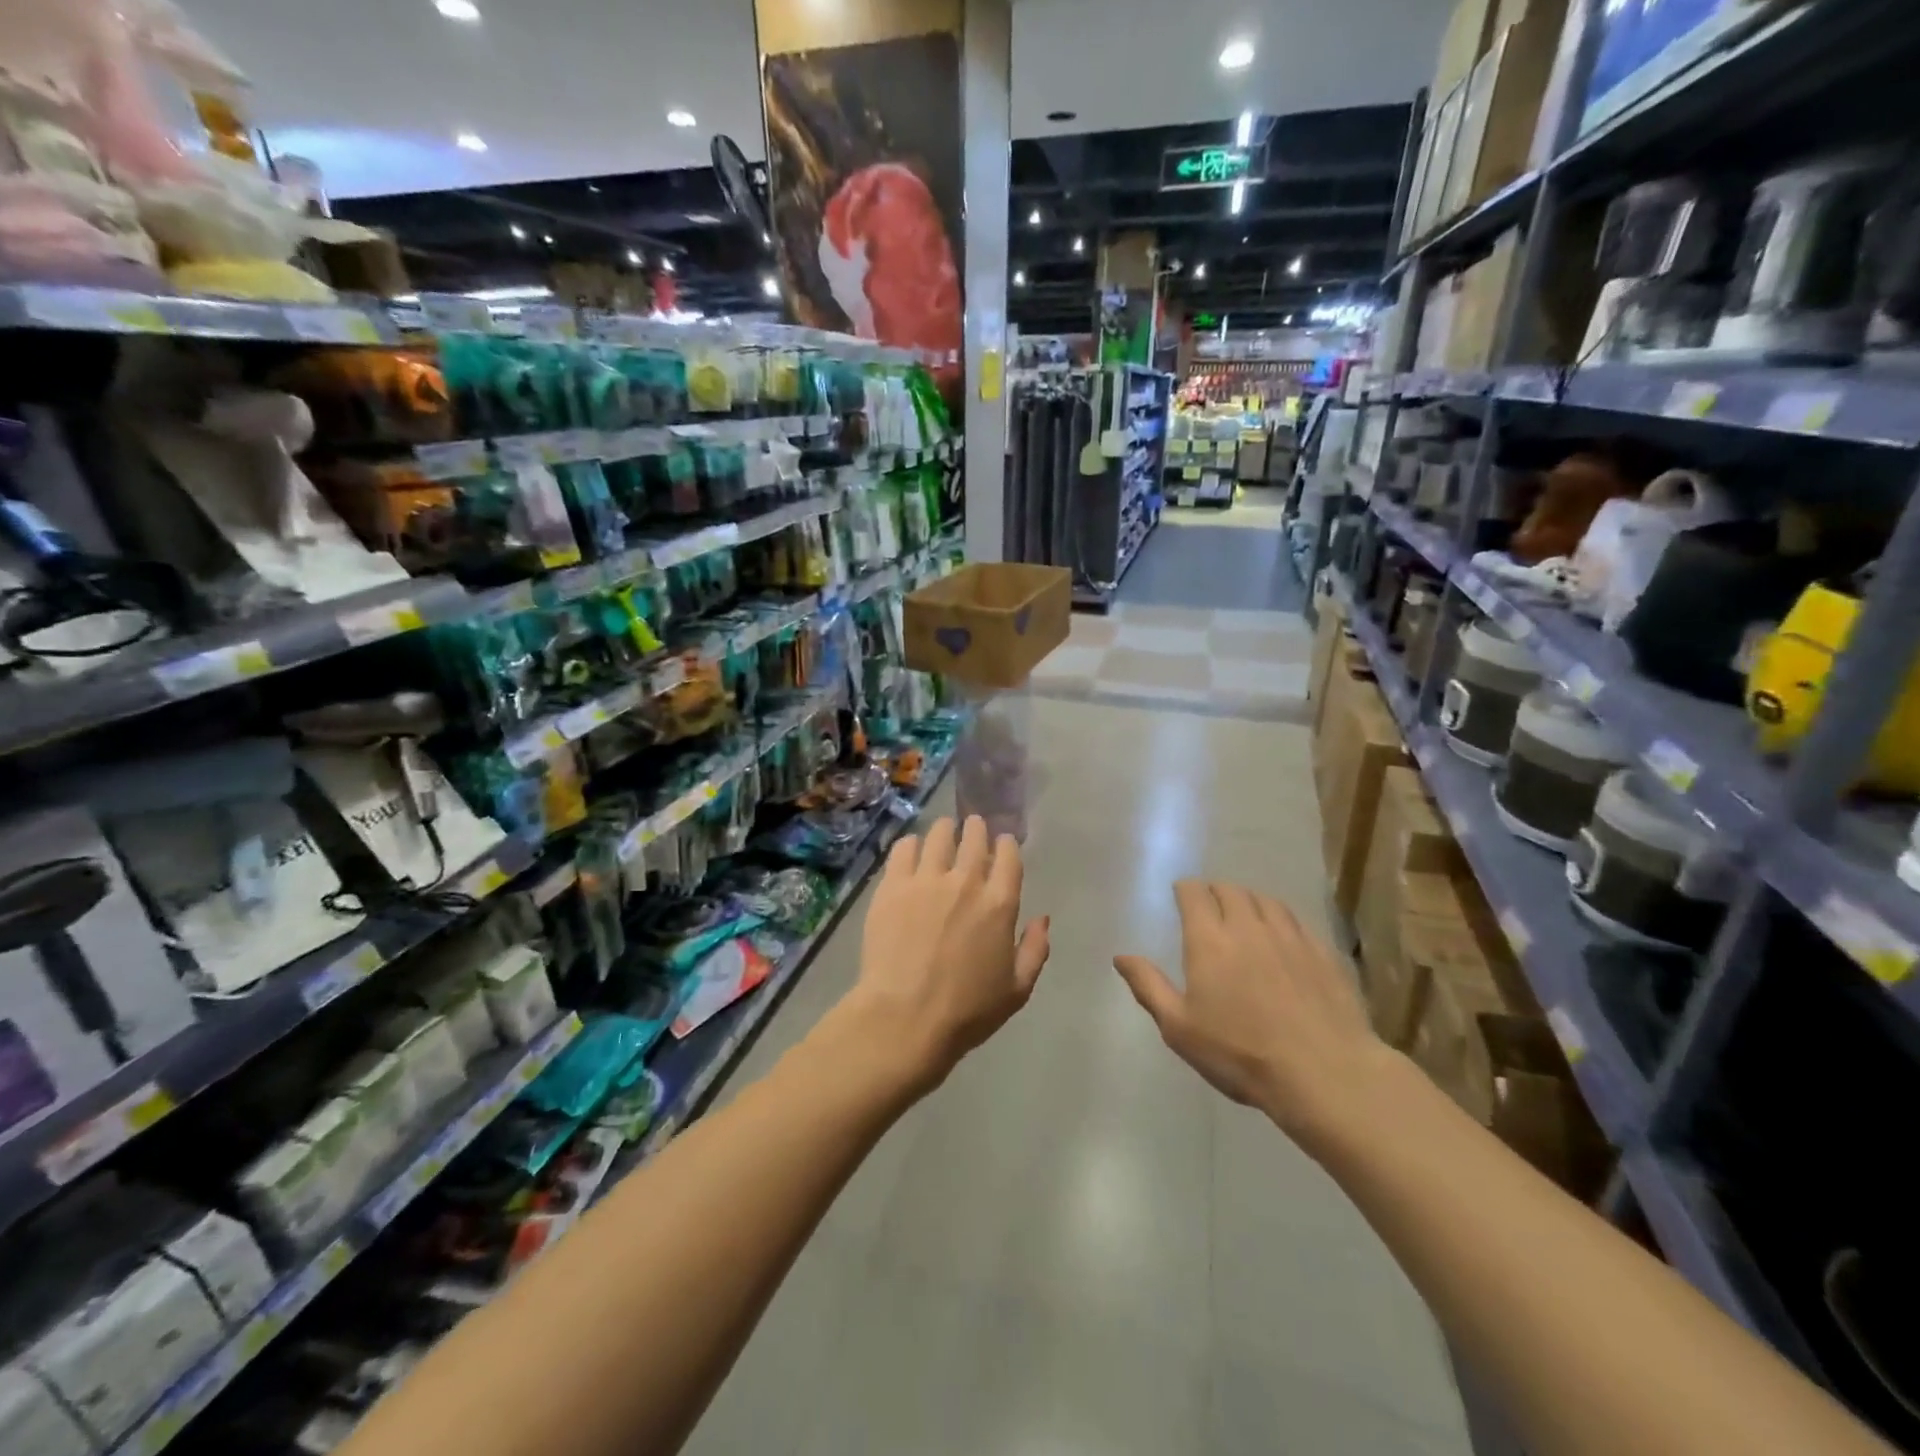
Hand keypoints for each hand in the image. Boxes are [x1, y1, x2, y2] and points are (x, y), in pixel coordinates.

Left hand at [846, 817, 1049, 1087]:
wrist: (904, 1018)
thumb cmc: (966, 1011)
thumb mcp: (1017, 990)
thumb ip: (1035, 949)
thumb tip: (1042, 919)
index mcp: (1000, 903)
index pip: (1008, 856)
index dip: (1006, 844)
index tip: (1002, 844)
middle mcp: (966, 881)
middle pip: (975, 837)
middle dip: (977, 829)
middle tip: (973, 827)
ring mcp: (927, 879)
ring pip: (940, 835)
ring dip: (946, 830)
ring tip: (944, 832)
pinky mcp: (893, 885)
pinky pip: (904, 848)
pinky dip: (912, 844)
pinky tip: (912, 850)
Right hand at [1113, 881, 1387, 1148]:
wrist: (1324, 1073)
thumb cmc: (1240, 1054)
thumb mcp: (1180, 1028)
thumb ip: (1148, 986)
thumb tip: (1121, 956)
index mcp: (1209, 940)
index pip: (1194, 893)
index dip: (1186, 889)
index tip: (1181, 896)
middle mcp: (1248, 926)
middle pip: (1229, 890)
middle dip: (1214, 892)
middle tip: (1209, 908)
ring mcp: (1289, 936)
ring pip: (1264, 899)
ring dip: (1248, 900)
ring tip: (1244, 914)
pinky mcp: (1322, 951)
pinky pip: (1295, 919)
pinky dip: (1280, 917)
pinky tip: (1281, 935)